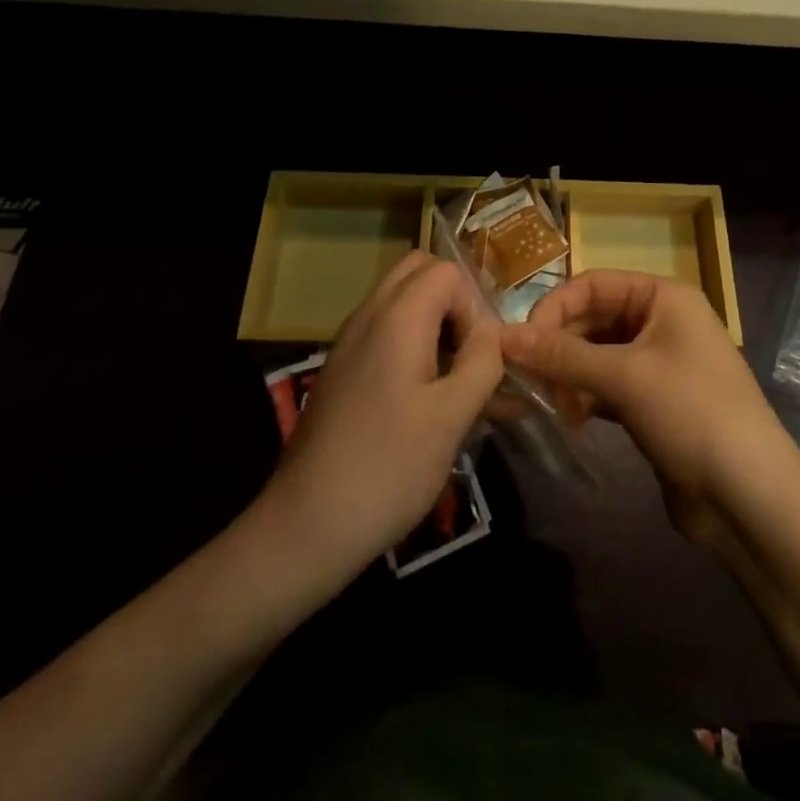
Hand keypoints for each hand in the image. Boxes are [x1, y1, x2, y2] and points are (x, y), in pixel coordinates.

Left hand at [257, 254, 502, 584]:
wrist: (305, 528)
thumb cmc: (388, 468)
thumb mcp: (452, 416)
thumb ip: (483, 362)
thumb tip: (494, 334)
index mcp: (397, 317)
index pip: (448, 272)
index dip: (474, 306)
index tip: (480, 358)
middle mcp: (369, 316)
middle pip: (419, 274)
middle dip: (455, 304)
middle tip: (471, 354)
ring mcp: (350, 343)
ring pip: (403, 304)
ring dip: (437, 327)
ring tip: (463, 384)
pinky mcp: (343, 372)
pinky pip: (386, 335)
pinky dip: (415, 348)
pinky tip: (434, 403)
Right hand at [502, 271, 795, 548]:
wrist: (749, 496)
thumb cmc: (692, 413)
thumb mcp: (625, 377)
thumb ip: (562, 355)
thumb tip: (502, 336)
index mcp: (663, 297)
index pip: (593, 284)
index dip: (554, 308)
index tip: (520, 344)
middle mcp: (661, 321)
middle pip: (593, 318)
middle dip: (559, 346)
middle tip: (528, 380)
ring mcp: (658, 363)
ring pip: (597, 354)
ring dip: (569, 374)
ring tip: (549, 404)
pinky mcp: (653, 402)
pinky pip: (607, 385)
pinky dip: (585, 397)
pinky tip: (571, 419)